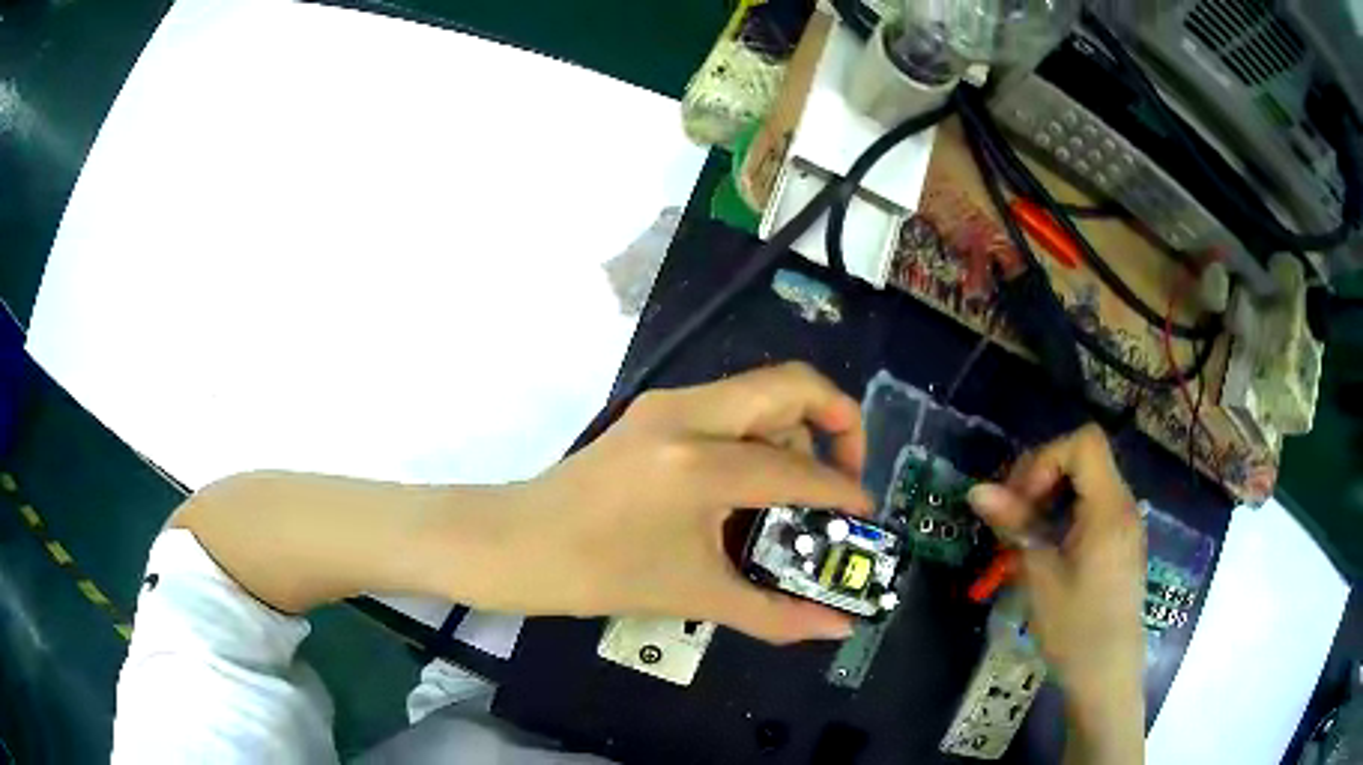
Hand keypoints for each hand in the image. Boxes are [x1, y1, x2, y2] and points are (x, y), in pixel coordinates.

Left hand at [479, 363, 873, 643]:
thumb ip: (776, 614)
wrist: (518, 544)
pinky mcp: (653, 410)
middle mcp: (689, 415)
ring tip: (797, 488)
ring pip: (760, 390)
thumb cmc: (601, 575)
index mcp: (700, 466)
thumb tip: (837, 627)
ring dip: (795, 428)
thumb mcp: (696, 596)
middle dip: (838, 421)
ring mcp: (667, 404)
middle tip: (847, 474)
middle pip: (793, 384)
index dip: (844, 493)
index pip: (798, 471)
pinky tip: (751, 481)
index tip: (866, 517)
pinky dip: (758, 431)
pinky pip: (729, 404)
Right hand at [966, 425, 1144, 762]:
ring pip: (1087, 483)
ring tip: (1024, 535)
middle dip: (1043, 475)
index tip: (1023, 499)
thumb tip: (977, 490)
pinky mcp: (1121, 543)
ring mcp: (1125, 524)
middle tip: (1013, 515)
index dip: (1046, 459)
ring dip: (1051, 497)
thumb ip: (1015, 525)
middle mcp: (1123, 506)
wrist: (1107, 675)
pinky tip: (1047, 549)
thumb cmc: (1075, 628)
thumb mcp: (1040, 577)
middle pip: (1085, 458)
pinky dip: (1065, 514)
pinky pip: (1093, 508)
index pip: (1084, 443)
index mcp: (1109, 508)